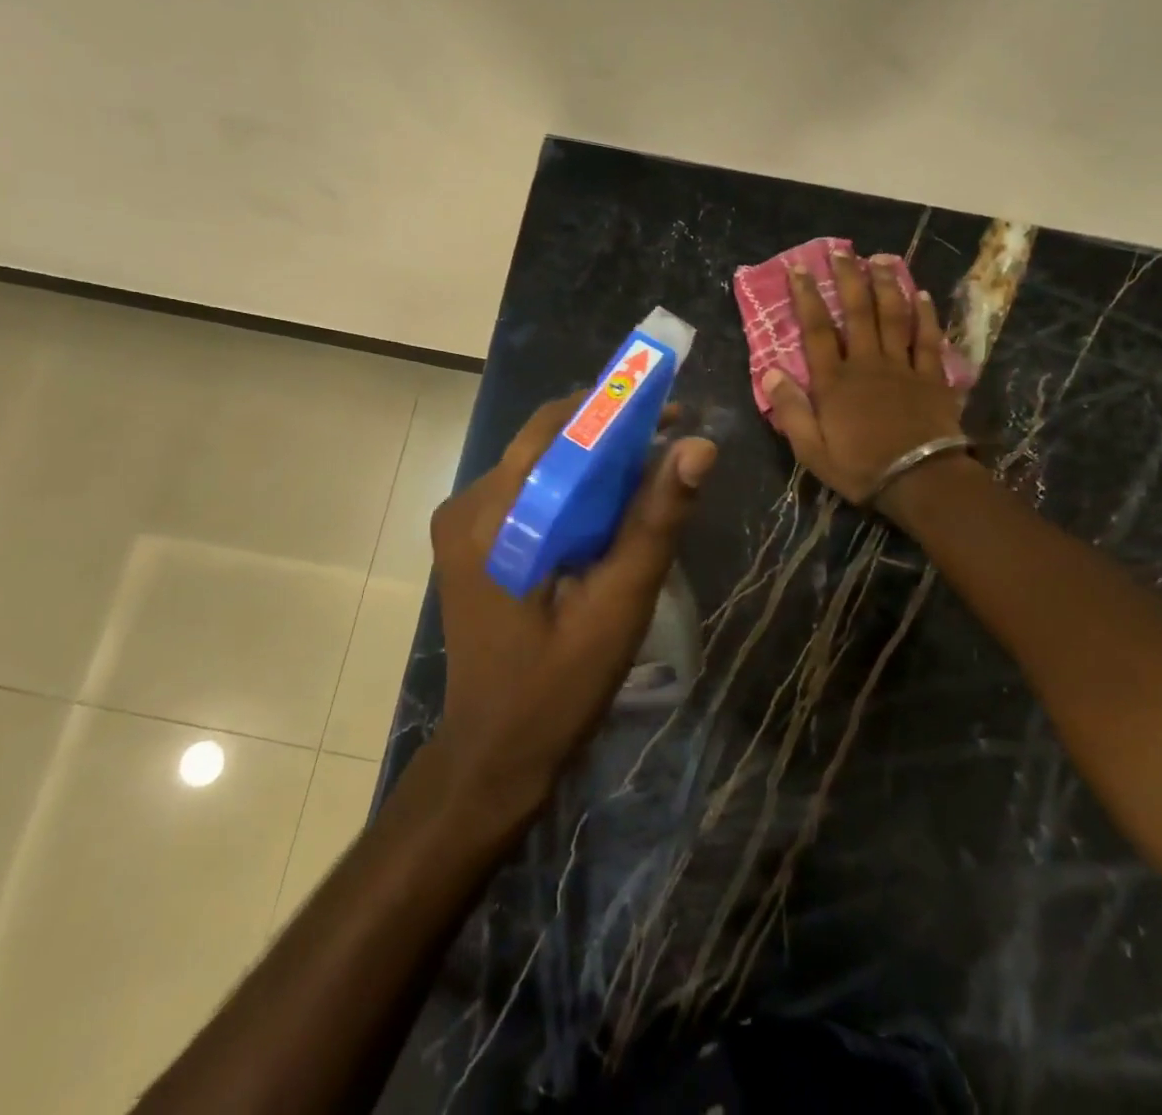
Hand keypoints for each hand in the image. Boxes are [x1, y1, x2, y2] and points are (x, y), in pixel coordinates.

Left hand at [428, 396, 715, 821]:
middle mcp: (467, 507)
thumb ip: (654, 522)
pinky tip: (610, 513)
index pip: (554, 428)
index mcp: (491, 515)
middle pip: (544, 444)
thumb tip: (698, 446)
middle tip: (669, 442)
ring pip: (538, 467)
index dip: (614, 408)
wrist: (494, 755)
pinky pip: (528, 496)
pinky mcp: (472, 545)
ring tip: (650, 475)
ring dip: (593, 463)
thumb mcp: (617, 605)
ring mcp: (463, 526)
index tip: (669, 409)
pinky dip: (572, 492)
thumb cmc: (557, 688)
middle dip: (608, 434)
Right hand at [762, 248, 963, 510]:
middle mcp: (867, 364)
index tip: (800, 270)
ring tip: (880, 259)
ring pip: (893, 317)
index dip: (807, 298)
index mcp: (835, 382)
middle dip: (848, 279)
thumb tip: (770, 371)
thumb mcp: (811, 449)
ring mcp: (902, 367)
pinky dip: (924, 314)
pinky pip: (927, 339)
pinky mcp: (931, 377)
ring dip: (886, 285)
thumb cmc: (860, 468)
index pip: (816, 331)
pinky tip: (920, 293)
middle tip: (841, 252)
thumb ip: (791, 410)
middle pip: (857, 313)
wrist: (920, 480)